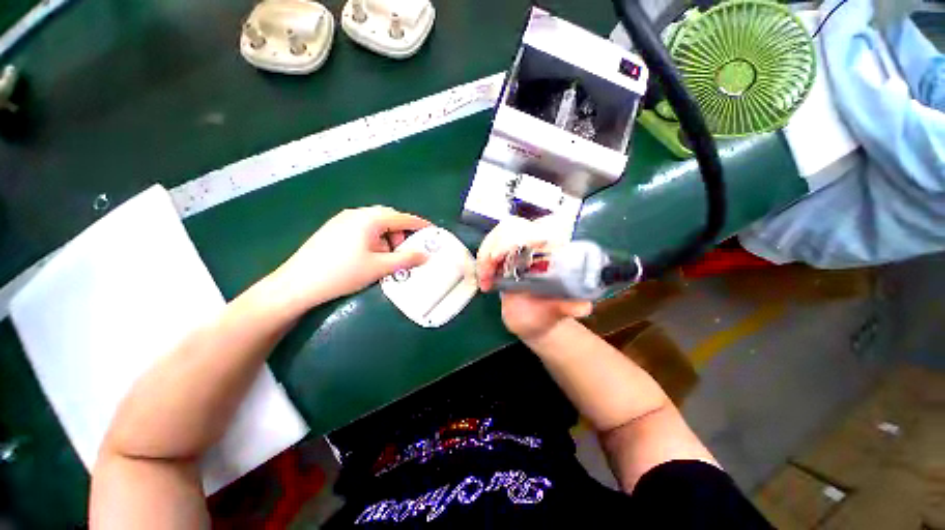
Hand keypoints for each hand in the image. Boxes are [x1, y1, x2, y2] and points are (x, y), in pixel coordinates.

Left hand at [271, 206, 430, 310]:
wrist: (298, 284)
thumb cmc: (343, 273)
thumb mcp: (379, 267)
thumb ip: (406, 259)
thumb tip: (425, 255)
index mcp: (369, 218)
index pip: (402, 218)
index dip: (419, 224)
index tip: (432, 231)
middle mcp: (356, 214)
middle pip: (388, 218)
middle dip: (402, 233)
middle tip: (407, 251)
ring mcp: (342, 220)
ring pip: (375, 224)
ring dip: (388, 237)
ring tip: (387, 257)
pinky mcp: (334, 229)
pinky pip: (363, 229)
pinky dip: (374, 239)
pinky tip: (370, 255)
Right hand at [476, 219, 591, 340]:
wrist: (531, 320)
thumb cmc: (546, 315)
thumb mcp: (556, 312)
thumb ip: (568, 308)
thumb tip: (584, 307)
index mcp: (554, 254)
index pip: (542, 228)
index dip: (523, 234)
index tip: (503, 254)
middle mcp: (537, 246)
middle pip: (514, 226)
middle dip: (497, 244)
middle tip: (490, 266)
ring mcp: (518, 248)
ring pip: (499, 233)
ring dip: (486, 252)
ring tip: (485, 278)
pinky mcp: (504, 255)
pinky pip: (490, 245)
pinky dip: (482, 259)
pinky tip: (484, 279)